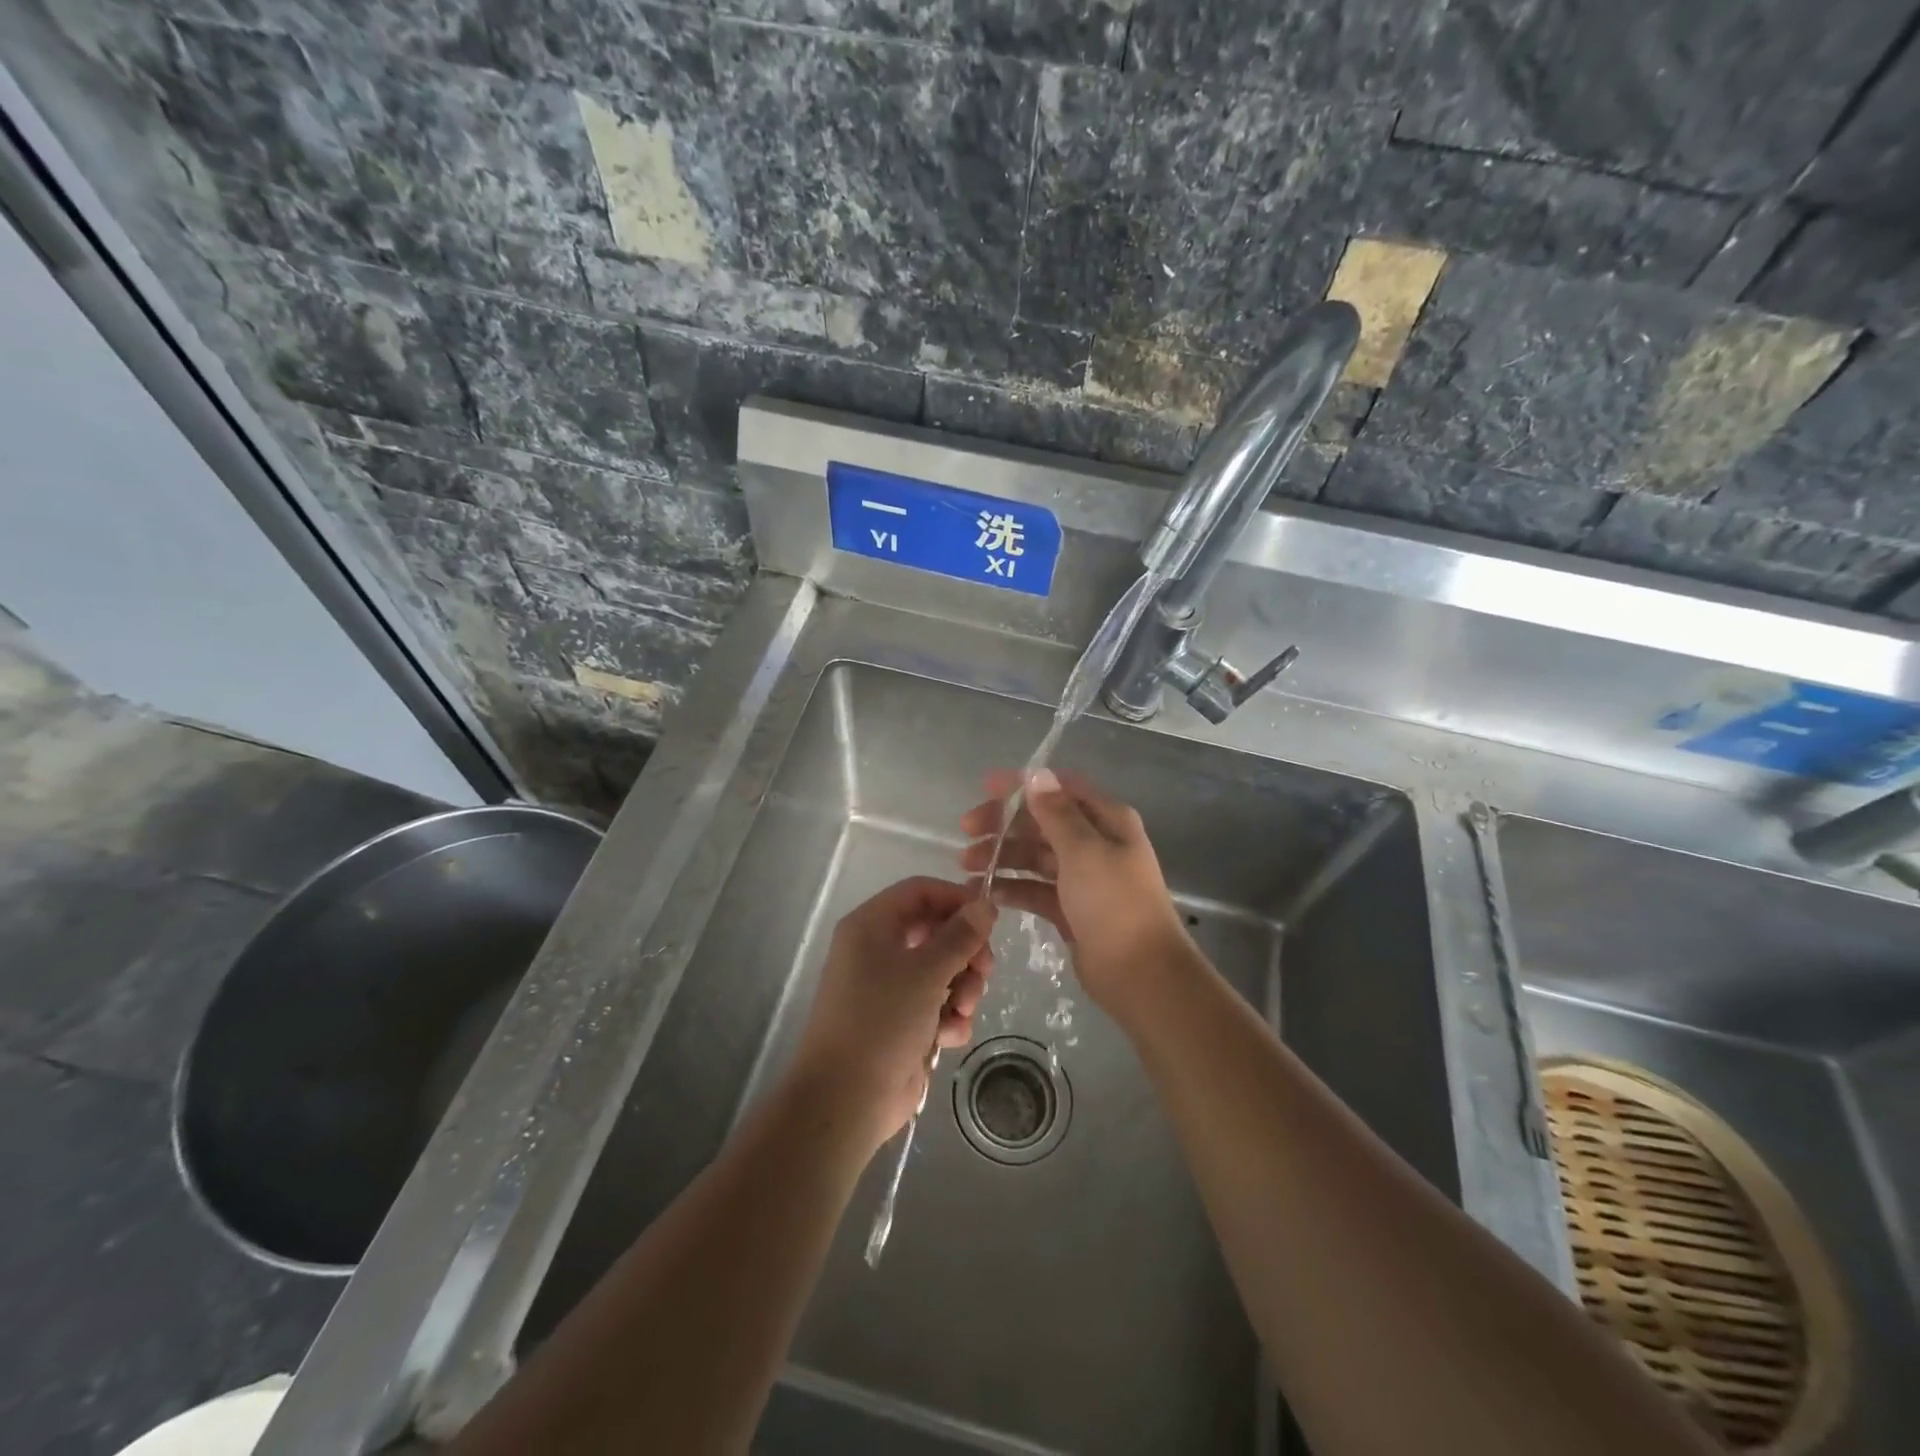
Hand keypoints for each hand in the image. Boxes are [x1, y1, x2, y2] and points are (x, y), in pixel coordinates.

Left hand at [788, 877, 995, 1153]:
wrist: (846, 1099)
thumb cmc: (882, 1020)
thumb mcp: (927, 971)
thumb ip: (960, 935)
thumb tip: (985, 904)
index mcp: (872, 925)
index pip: (920, 891)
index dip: (956, 899)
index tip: (989, 919)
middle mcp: (877, 950)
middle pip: (935, 931)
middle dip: (965, 951)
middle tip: (985, 970)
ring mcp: (888, 987)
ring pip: (941, 969)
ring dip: (961, 988)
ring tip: (962, 1010)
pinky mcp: (899, 1021)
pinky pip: (935, 1004)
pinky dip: (948, 1016)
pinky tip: (949, 1036)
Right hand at [960, 769, 1191, 1015]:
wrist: (1141, 974)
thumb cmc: (1114, 904)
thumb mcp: (1084, 851)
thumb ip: (1056, 812)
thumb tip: (1036, 773)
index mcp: (1107, 820)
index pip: (1060, 789)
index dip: (1023, 785)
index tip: (986, 787)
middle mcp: (1095, 843)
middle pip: (1042, 822)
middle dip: (1004, 823)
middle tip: (966, 831)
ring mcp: (1082, 877)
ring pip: (1035, 856)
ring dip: (1002, 855)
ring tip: (966, 866)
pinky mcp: (1070, 909)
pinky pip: (1034, 889)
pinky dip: (1011, 887)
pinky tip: (984, 892)